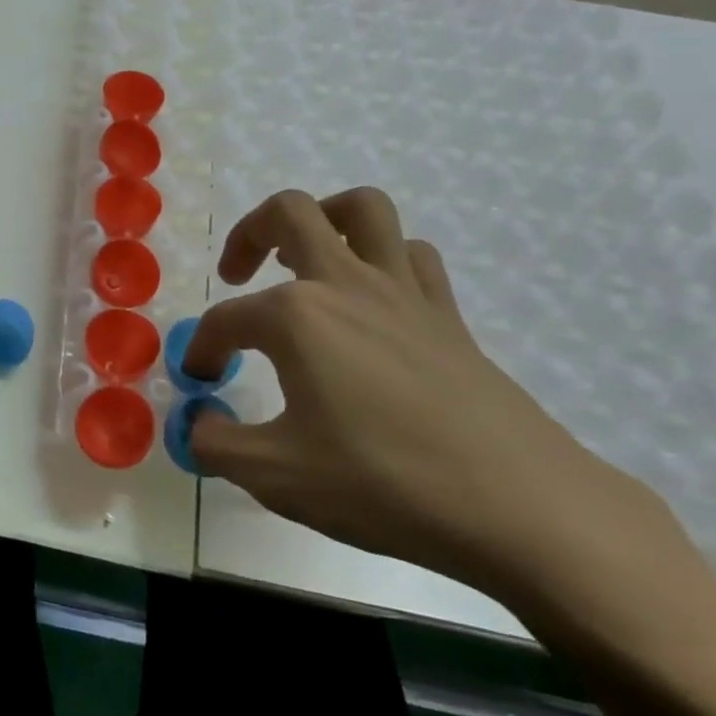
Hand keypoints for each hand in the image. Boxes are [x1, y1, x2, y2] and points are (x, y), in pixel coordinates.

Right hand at [187, 187, 645, 594]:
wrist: (519, 506)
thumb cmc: (385, 483)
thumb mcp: (278, 476)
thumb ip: (217, 444)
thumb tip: (196, 425)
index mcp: (297, 315)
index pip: (227, 321)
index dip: (204, 349)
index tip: (202, 382)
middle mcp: (345, 283)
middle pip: (288, 212)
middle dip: (249, 235)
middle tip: (238, 275)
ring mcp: (402, 291)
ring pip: (363, 209)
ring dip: (324, 220)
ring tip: (306, 260)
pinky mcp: (447, 313)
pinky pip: (412, 255)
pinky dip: (385, 259)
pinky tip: (374, 300)